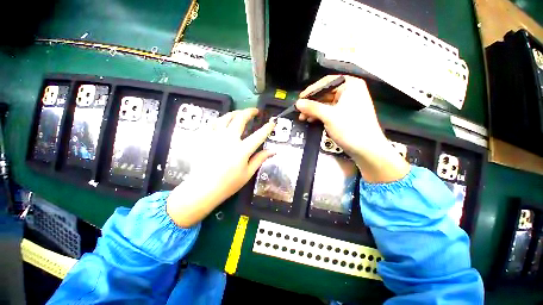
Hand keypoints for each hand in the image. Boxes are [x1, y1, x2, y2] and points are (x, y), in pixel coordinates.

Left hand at [167, 108, 274, 227]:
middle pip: (240, 119)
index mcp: (242, 150)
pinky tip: (222, 121)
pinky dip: (219, 120)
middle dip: (249, 112)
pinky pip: (212, 123)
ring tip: (239, 113)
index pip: (259, 135)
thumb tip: (273, 151)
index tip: (272, 122)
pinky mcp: (204, 138)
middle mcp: (229, 139)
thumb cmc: (229, 183)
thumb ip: (260, 159)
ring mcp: (215, 137)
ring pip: (225, 117)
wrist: (203, 189)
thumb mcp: (248, 173)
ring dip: (235, 113)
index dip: (267, 127)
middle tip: (254, 111)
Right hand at [297, 75, 409, 182]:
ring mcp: (349, 104)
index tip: (300, 98)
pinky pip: (330, 111)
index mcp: (351, 85)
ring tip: (303, 117)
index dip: (311, 90)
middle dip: (311, 103)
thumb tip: (298, 103)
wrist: (366, 149)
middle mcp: (350, 92)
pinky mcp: (346, 114)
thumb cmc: (350, 129)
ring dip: (314, 110)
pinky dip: (320, 115)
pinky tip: (312, 120)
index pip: (326, 82)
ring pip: (326, 103)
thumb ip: (312, 107)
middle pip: (325, 93)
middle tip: (300, 111)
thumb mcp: (329, 116)